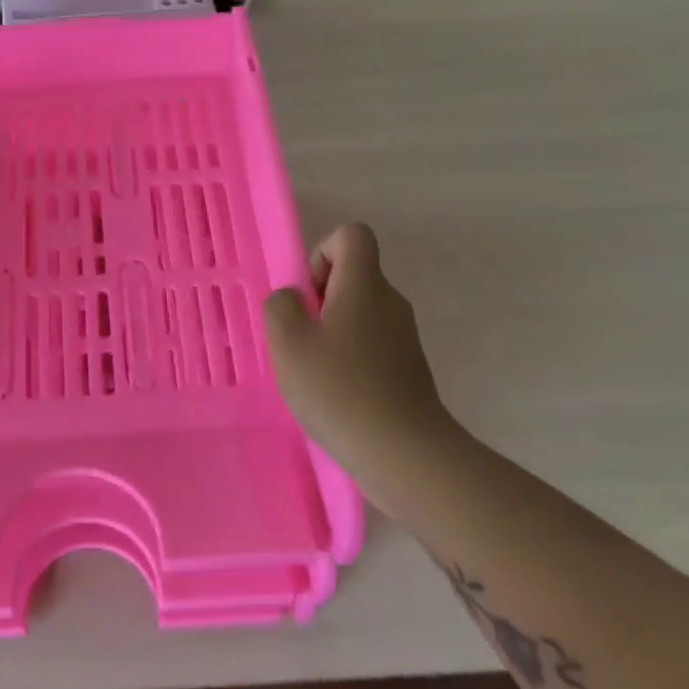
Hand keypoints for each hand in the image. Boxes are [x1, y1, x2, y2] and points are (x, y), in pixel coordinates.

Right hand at [264, 223, 452, 463]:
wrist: (403, 452)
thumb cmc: (339, 388)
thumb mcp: (287, 342)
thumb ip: (280, 306)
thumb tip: (292, 300)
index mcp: (364, 285)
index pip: (352, 235)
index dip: (322, 252)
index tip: (307, 295)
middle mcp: (390, 302)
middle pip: (353, 275)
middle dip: (318, 298)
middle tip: (300, 339)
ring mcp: (404, 336)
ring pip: (359, 312)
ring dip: (330, 331)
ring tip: (313, 371)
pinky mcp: (408, 368)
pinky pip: (370, 343)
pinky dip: (348, 357)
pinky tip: (334, 393)